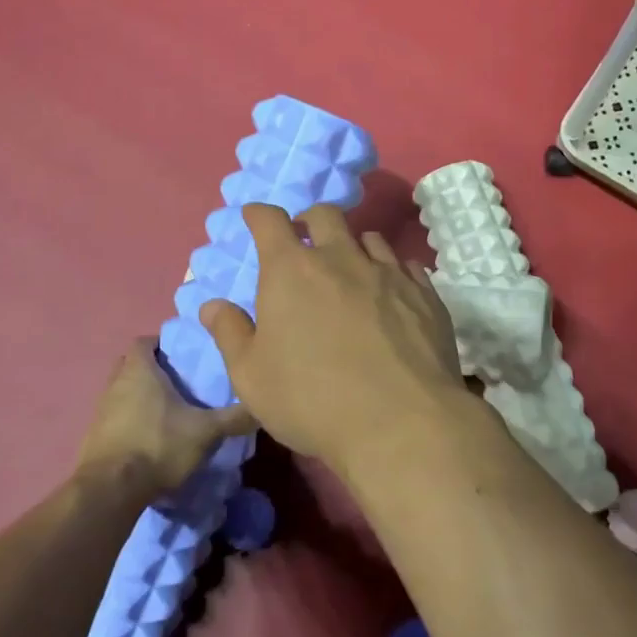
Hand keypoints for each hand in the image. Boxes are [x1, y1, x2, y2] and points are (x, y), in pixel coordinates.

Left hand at [75, 339, 253, 498]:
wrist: (110, 491)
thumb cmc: (158, 445)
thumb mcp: (206, 431)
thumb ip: (234, 417)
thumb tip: (263, 406)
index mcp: (139, 370)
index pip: (145, 342)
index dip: (163, 345)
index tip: (184, 356)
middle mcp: (115, 384)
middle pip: (132, 366)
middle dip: (153, 371)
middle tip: (180, 383)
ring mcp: (100, 411)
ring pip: (123, 393)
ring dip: (141, 399)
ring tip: (169, 414)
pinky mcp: (94, 438)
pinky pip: (115, 420)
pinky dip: (131, 423)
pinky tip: (151, 440)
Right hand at [197, 204, 470, 475]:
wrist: (400, 422)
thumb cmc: (312, 400)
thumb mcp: (252, 376)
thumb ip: (230, 334)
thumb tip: (212, 305)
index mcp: (291, 270)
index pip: (270, 221)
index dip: (259, 214)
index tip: (254, 217)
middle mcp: (341, 257)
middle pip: (325, 215)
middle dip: (309, 220)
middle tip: (304, 239)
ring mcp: (388, 272)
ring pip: (369, 237)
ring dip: (353, 245)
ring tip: (350, 268)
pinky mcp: (424, 293)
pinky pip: (405, 265)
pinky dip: (391, 271)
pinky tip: (390, 293)